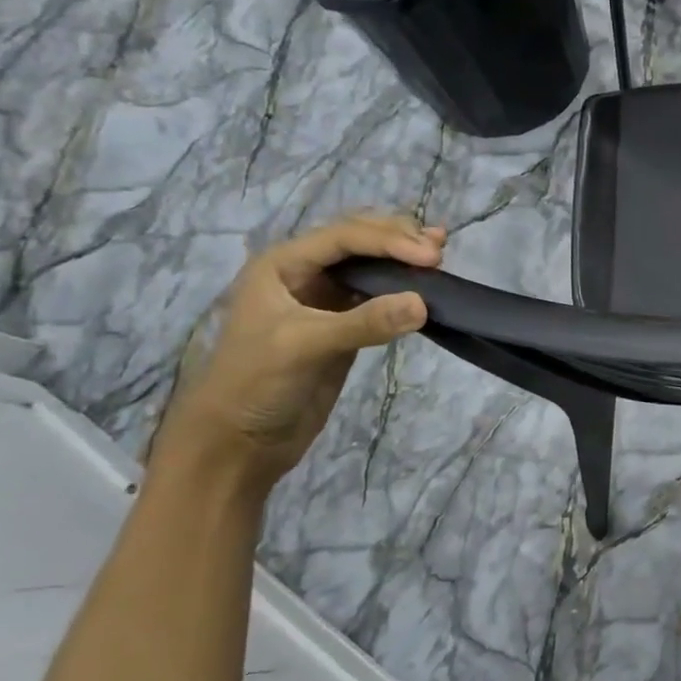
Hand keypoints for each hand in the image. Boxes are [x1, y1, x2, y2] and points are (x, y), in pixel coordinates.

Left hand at [157, 214, 443, 482]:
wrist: (240, 442)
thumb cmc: (256, 385)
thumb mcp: (305, 347)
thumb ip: (364, 322)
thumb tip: (423, 303)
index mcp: (283, 265)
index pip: (344, 237)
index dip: (390, 240)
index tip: (432, 256)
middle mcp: (304, 273)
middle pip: (359, 241)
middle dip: (399, 238)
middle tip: (438, 252)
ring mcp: (325, 299)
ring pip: (370, 265)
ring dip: (403, 258)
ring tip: (439, 253)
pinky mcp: (344, 326)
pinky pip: (378, 296)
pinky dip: (402, 287)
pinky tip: (425, 287)